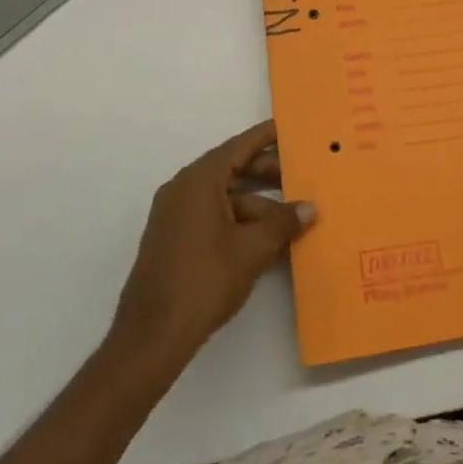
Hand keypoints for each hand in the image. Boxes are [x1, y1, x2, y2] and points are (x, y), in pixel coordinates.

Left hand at [112, 119, 314, 364]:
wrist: (152, 336)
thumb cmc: (204, 281)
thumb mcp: (252, 250)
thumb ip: (283, 223)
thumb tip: (310, 208)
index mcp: (199, 181)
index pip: (239, 146)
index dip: (266, 137)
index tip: (290, 127)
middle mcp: (183, 190)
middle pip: (233, 170)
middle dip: (268, 174)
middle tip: (303, 176)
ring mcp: (176, 216)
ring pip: (225, 197)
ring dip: (259, 204)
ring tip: (294, 216)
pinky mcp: (175, 240)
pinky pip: (214, 216)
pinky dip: (241, 221)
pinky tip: (269, 239)